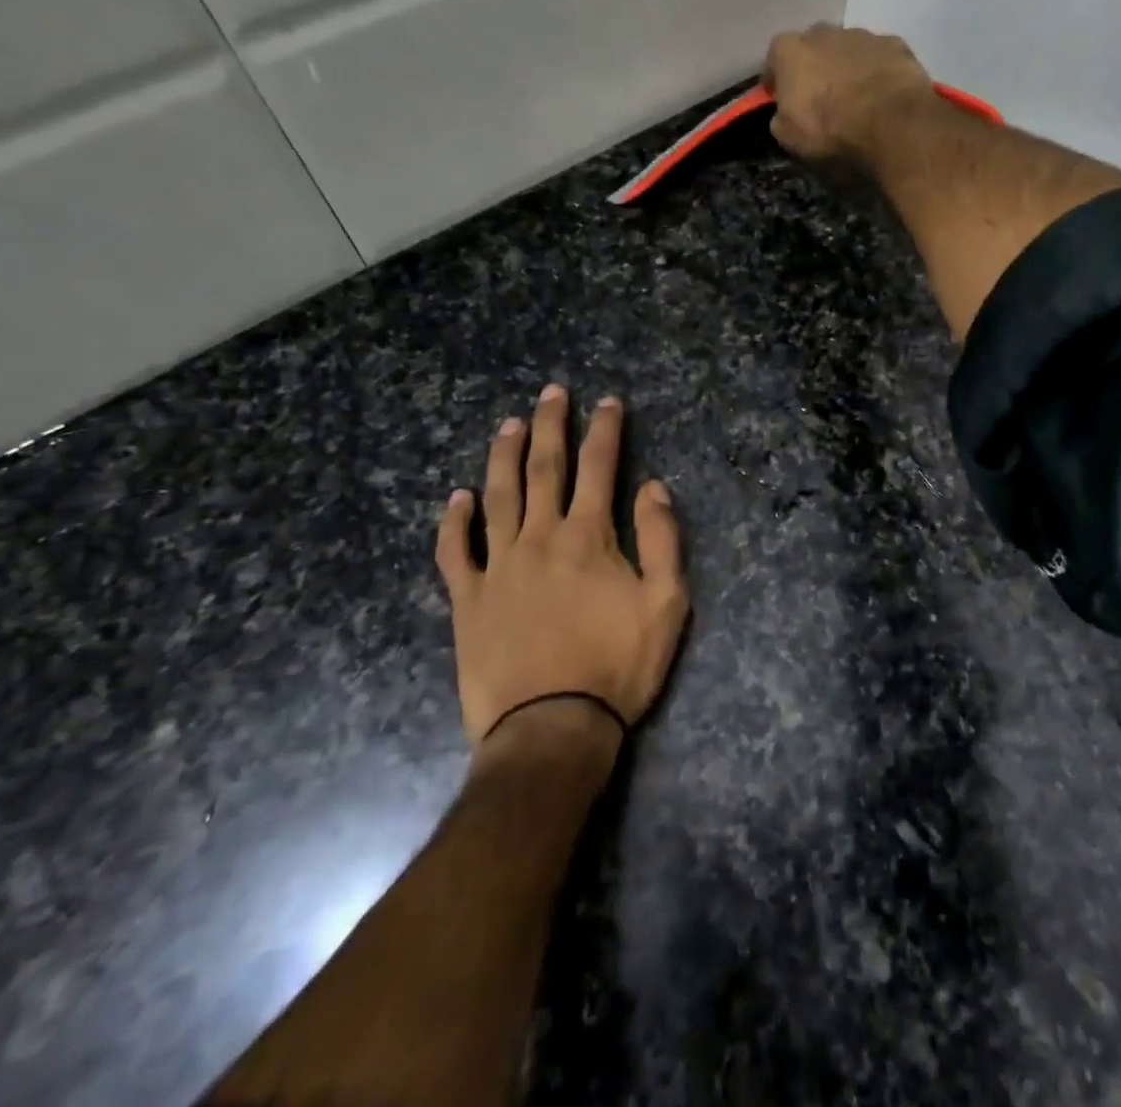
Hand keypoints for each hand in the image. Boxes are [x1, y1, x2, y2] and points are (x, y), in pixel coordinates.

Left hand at [435, 386, 688, 747]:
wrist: (552, 728)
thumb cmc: (617, 666)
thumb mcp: (666, 604)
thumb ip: (662, 540)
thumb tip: (653, 487)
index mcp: (588, 537)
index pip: (599, 467)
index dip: (605, 430)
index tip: (608, 401)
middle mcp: (540, 538)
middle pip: (544, 469)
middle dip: (551, 426)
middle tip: (552, 392)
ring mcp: (498, 567)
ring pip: (498, 497)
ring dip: (504, 457)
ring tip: (508, 424)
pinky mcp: (468, 600)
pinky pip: (455, 553)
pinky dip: (454, 523)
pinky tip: (457, 498)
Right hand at [762, 22, 937, 162]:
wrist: (889, 120)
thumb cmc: (829, 128)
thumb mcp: (789, 136)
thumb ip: (780, 118)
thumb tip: (784, 115)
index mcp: (790, 50)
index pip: (774, 59)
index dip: (776, 79)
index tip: (779, 97)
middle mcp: (823, 32)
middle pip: (812, 47)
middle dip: (813, 67)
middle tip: (819, 96)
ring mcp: (861, 34)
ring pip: (847, 49)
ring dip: (846, 67)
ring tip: (854, 96)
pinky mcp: (894, 44)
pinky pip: (878, 57)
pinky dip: (876, 71)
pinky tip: (881, 94)